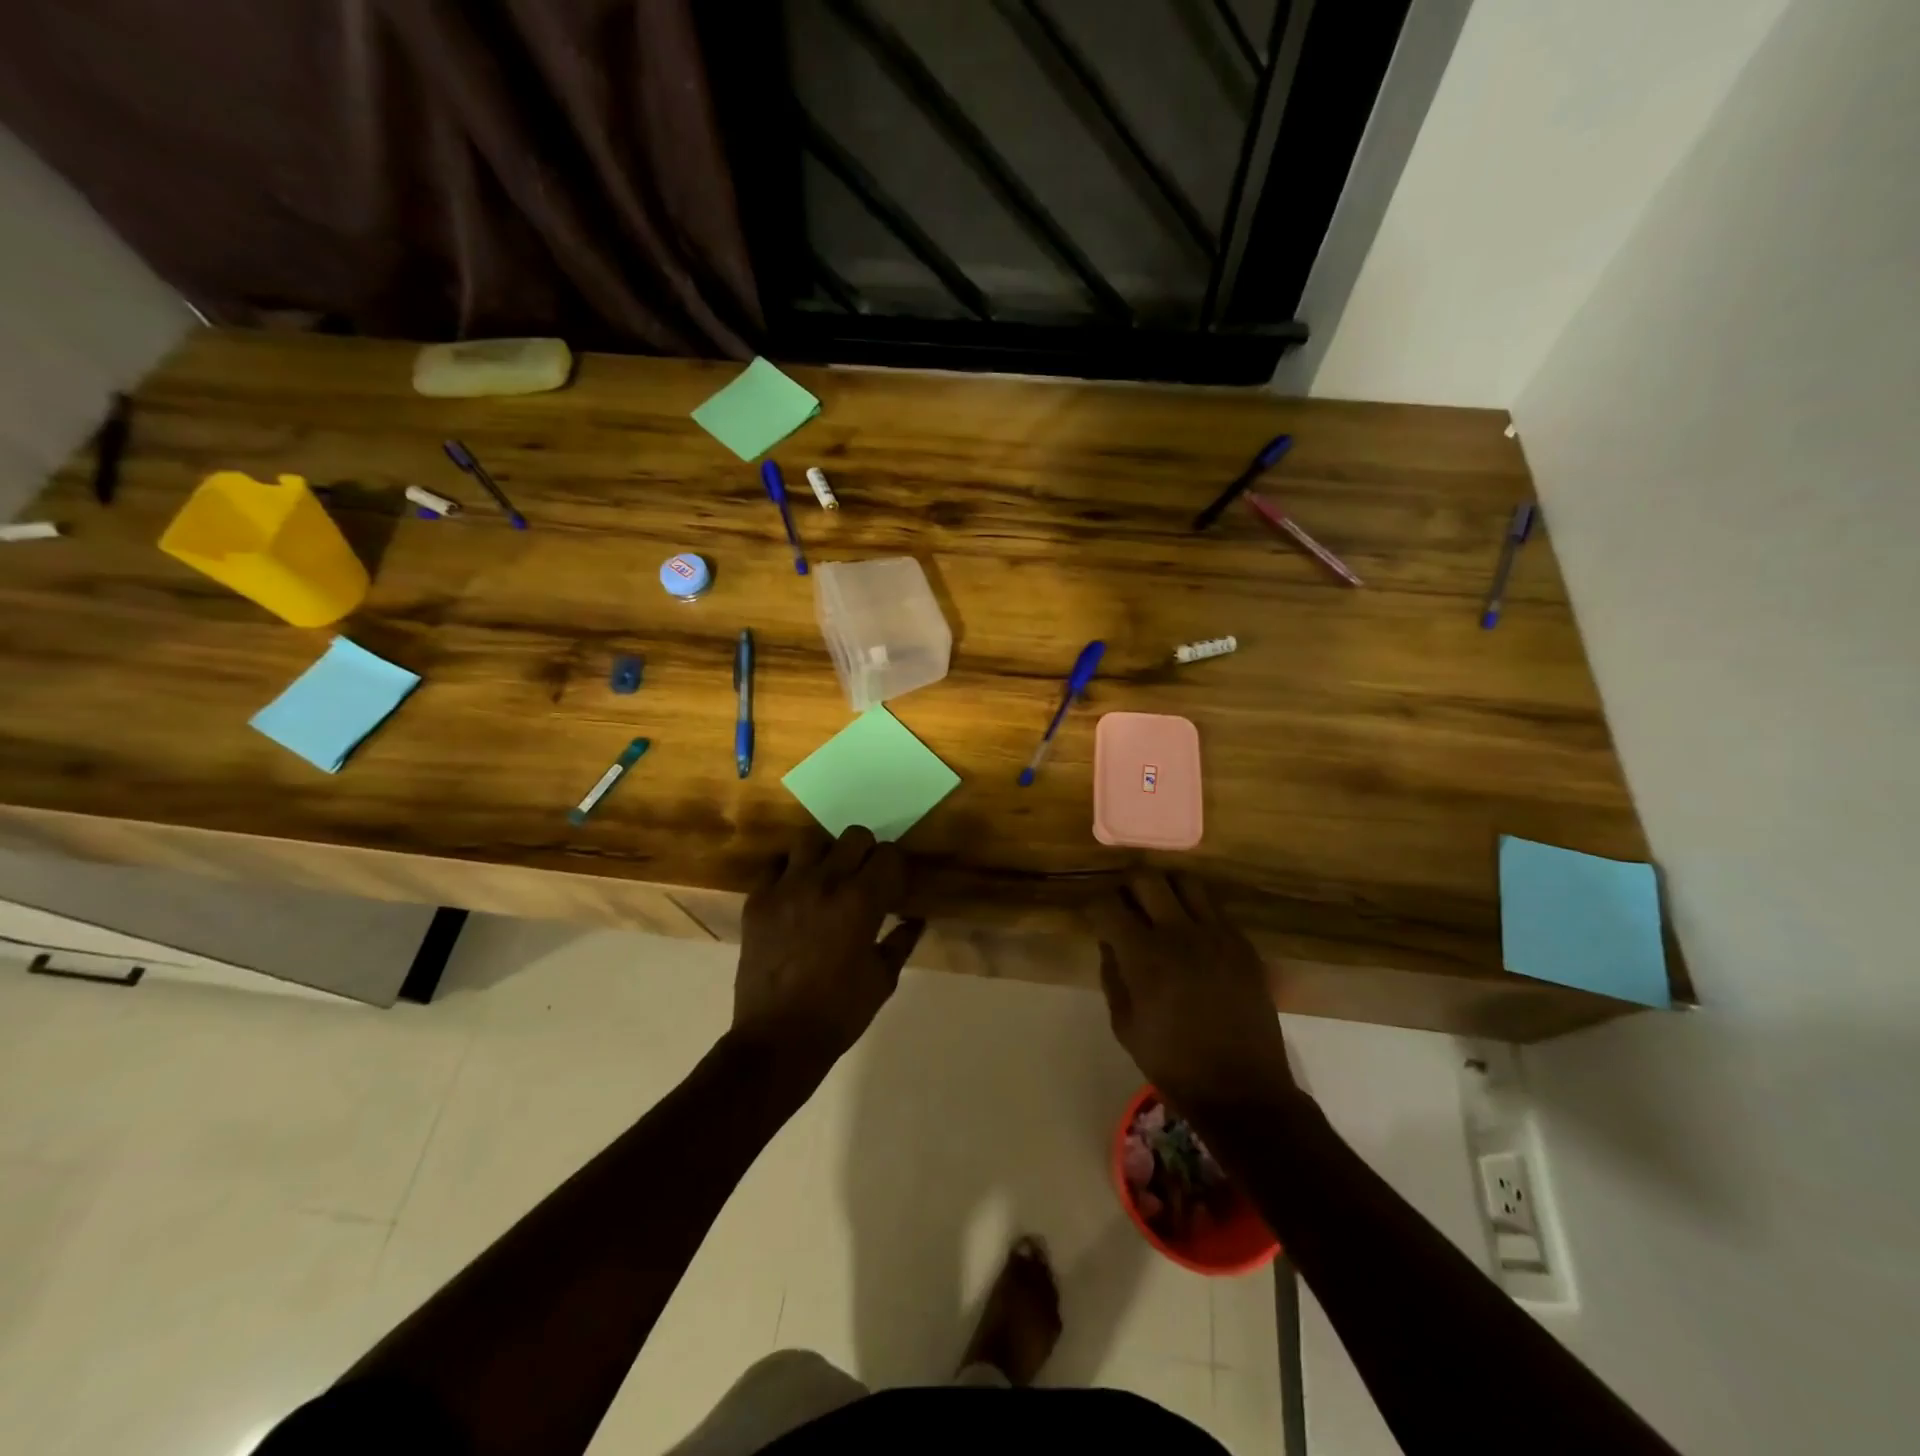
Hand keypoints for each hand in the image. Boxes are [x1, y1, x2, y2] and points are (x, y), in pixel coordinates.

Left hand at [732, 827, 923, 1074]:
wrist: (777, 1039)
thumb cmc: (839, 1012)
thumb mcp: (883, 979)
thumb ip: (901, 941)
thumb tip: (915, 919)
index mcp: (861, 901)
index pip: (888, 855)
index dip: (895, 868)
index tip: (894, 886)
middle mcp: (824, 883)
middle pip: (854, 836)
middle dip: (866, 853)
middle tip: (864, 879)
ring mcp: (786, 888)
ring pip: (811, 841)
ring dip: (826, 855)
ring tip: (827, 879)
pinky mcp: (757, 901)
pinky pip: (775, 865)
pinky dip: (789, 872)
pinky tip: (795, 893)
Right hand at [1090, 872, 1294, 1111]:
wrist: (1242, 1089)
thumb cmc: (1173, 1063)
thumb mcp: (1124, 1025)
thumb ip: (1112, 975)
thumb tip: (1110, 942)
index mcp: (1144, 955)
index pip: (1108, 905)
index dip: (1094, 905)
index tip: (1093, 915)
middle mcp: (1179, 933)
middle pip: (1146, 878)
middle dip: (1126, 885)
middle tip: (1124, 903)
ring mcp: (1217, 934)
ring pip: (1185, 881)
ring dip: (1165, 888)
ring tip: (1159, 907)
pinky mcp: (1243, 944)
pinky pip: (1214, 908)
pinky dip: (1195, 910)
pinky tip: (1191, 933)